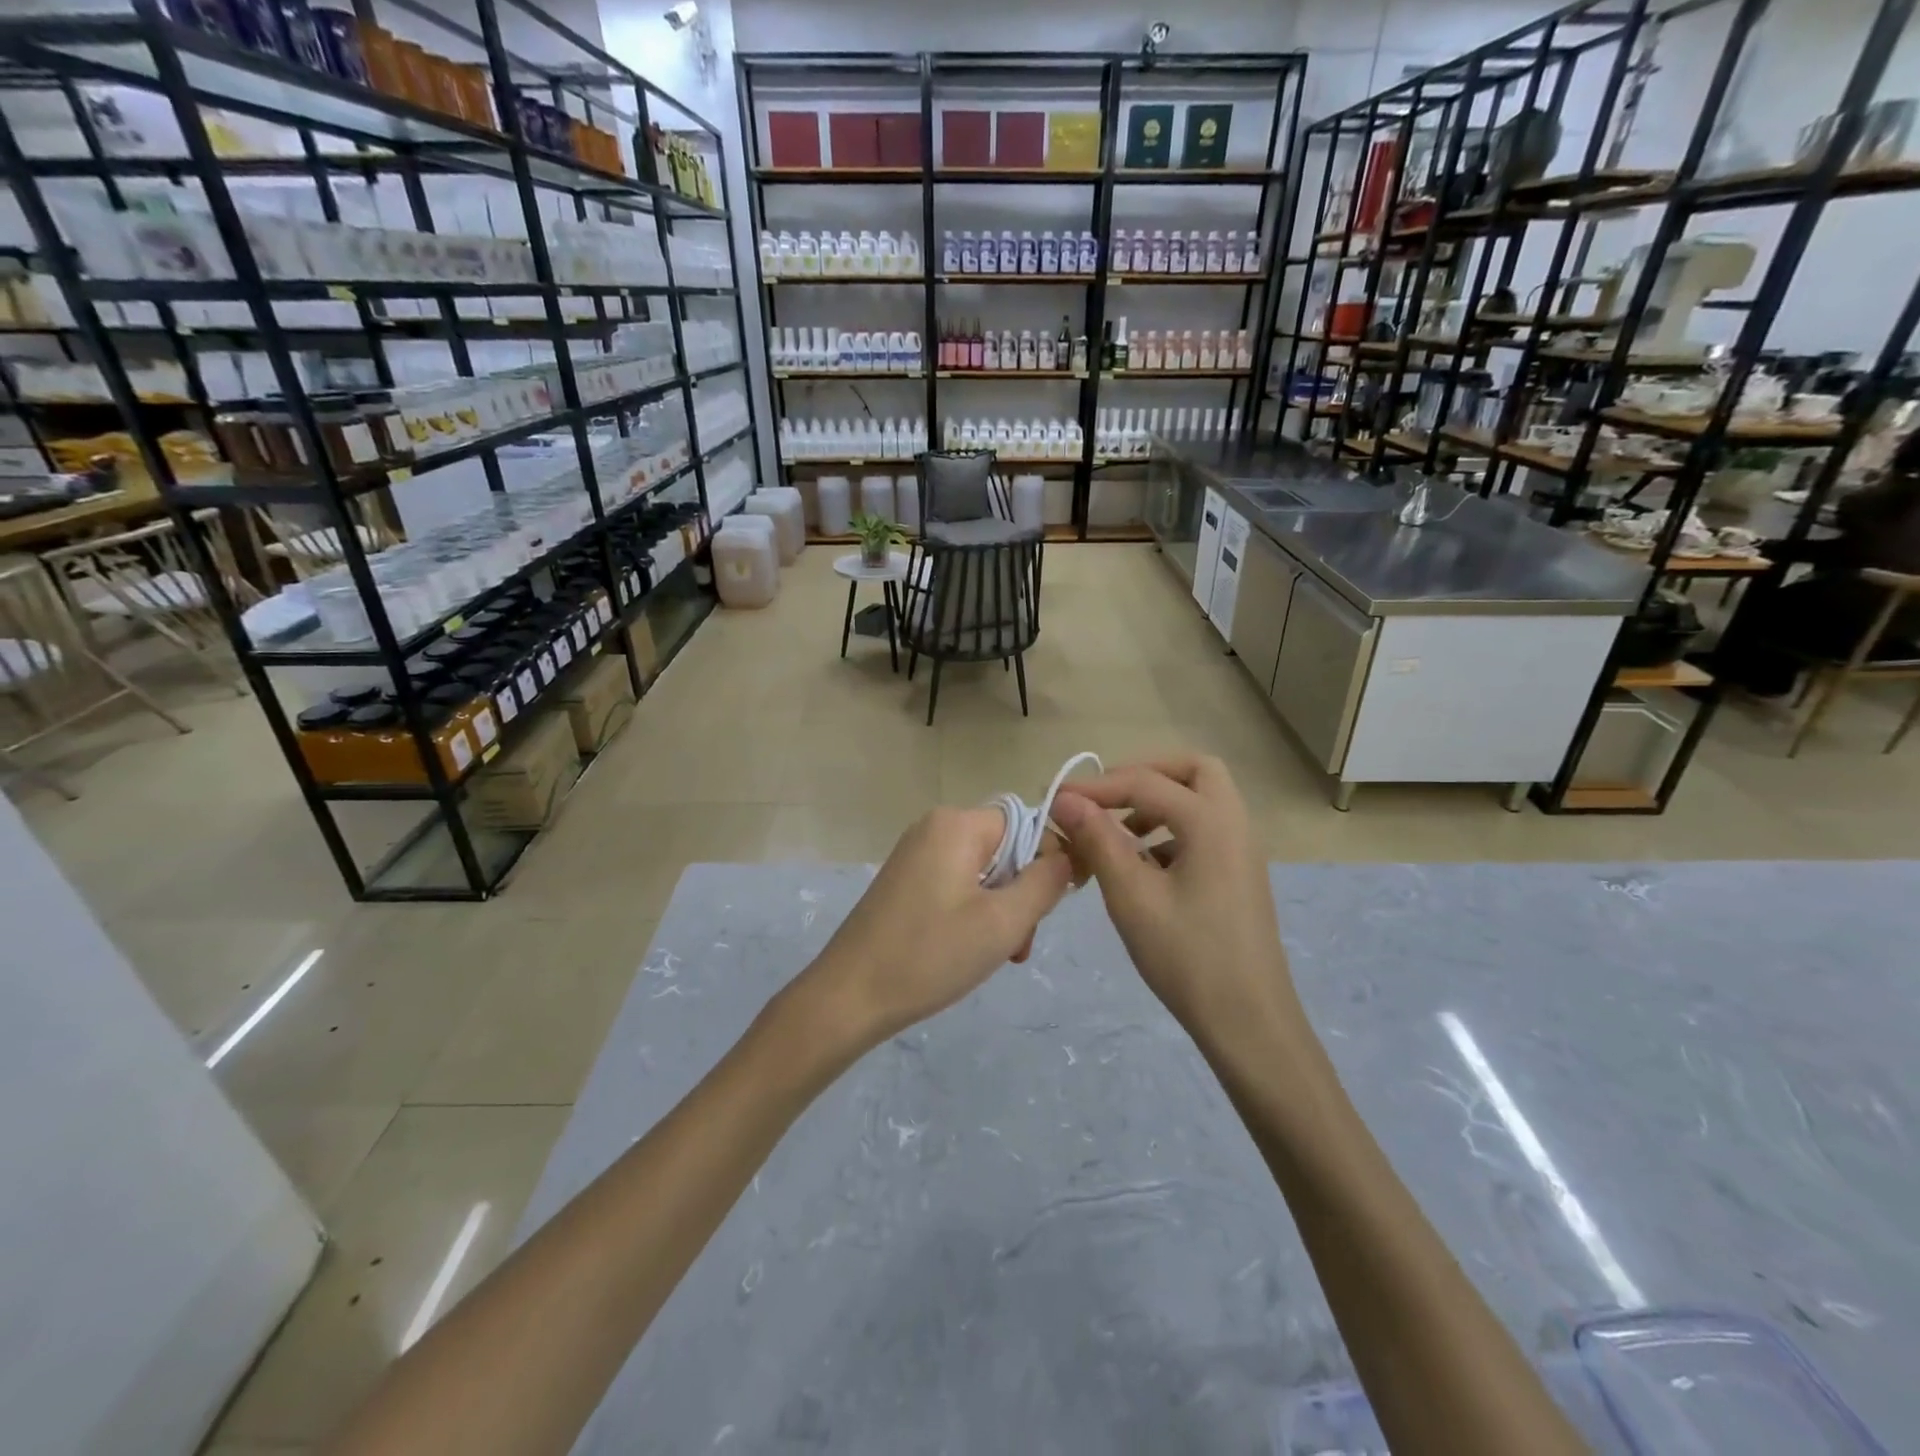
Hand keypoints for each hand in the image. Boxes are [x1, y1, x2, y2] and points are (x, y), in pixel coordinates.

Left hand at [801, 806, 1072, 1046]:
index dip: (1051, 862)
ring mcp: (916, 853)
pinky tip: (970, 949)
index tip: (1053, 910)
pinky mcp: (906, 880)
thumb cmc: (930, 955)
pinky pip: (959, 884)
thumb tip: (1069, 855)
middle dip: (1022, 895)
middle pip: (1007, 850)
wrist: (848, 997)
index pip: (1028, 825)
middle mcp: (935, 827)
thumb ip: (1045, 882)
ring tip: (1000, 955)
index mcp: (958, 824)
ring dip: (1002, 911)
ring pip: (985, 872)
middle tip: (1018, 944)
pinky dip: (975, 913)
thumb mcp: (1003, 922)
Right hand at [1050, 755, 1303, 1039]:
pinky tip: (1142, 866)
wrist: (1248, 1023)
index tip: (1056, 800)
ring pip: (1201, 799)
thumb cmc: (1187, 957)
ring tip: (1117, 833)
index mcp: (1212, 821)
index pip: (1145, 782)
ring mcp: (1242, 850)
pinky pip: (1204, 830)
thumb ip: (1099, 840)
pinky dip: (1171, 830)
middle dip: (1143, 775)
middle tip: (1104, 799)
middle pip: (1192, 770)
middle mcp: (1234, 823)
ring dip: (1157, 802)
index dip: (1096, 787)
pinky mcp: (1238, 875)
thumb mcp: (1132, 897)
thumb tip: (1066, 800)